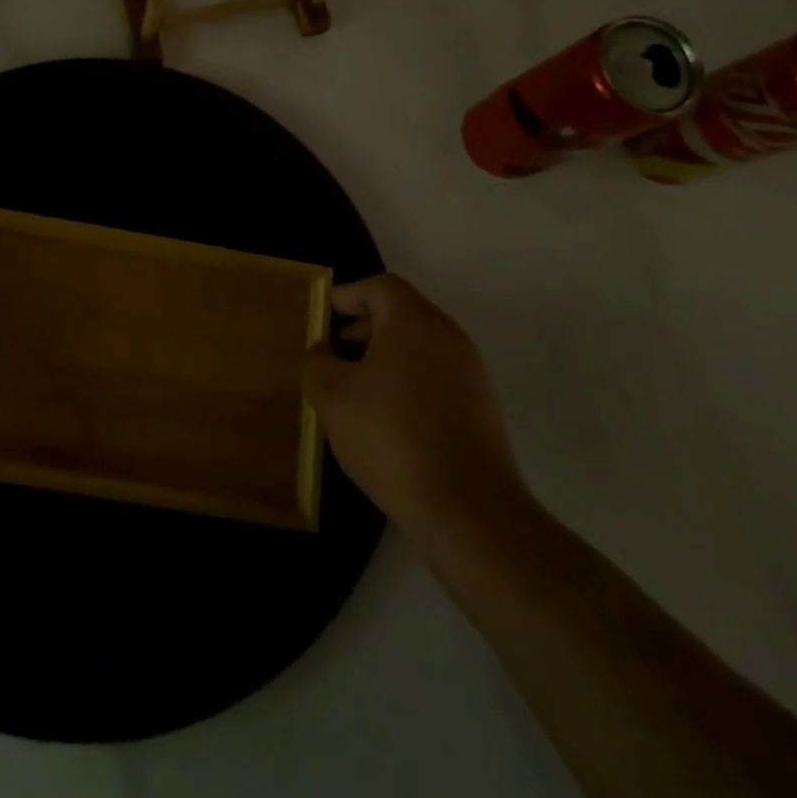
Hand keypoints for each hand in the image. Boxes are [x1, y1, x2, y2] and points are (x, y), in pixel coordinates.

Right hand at [303, 274, 526, 542]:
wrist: (470, 511)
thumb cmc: (392, 438)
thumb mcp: (331, 397)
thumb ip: (316, 363)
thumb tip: (322, 352)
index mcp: (414, 321)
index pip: (379, 286)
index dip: (346, 296)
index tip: (321, 318)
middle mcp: (448, 336)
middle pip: (399, 314)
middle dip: (360, 330)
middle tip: (330, 357)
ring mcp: (470, 373)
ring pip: (417, 348)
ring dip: (381, 359)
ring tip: (352, 393)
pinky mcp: (480, 408)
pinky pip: (433, 377)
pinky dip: (405, 383)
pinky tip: (384, 421)